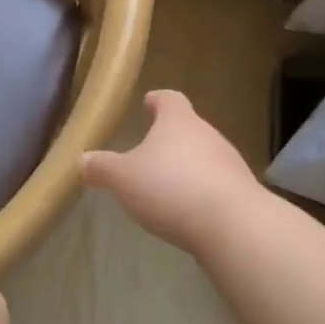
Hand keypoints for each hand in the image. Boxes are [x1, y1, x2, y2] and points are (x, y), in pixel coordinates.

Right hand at [81, 90, 257, 250]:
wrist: (232, 225)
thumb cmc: (171, 188)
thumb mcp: (123, 179)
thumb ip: (102, 167)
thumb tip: (83, 159)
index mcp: (178, 121)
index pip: (169, 99)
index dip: (157, 100)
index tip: (148, 102)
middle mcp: (208, 134)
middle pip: (187, 128)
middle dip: (169, 138)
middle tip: (148, 151)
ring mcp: (229, 163)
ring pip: (203, 156)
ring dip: (185, 166)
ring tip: (164, 185)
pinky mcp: (241, 192)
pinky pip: (215, 184)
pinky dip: (200, 191)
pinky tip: (186, 210)